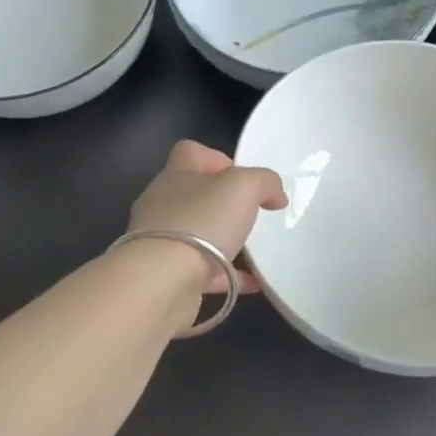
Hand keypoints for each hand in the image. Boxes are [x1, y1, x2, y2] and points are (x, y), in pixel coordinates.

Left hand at [127, 140, 288, 296]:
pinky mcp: (165, 276)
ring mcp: (161, 242)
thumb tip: (275, 195)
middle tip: (252, 216)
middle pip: (194, 194)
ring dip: (225, 241)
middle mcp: (162, 205)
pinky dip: (227, 275)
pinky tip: (253, 283)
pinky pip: (202, 271)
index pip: (190, 152)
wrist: (161, 283)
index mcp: (176, 176)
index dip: (218, 159)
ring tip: (255, 251)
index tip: (243, 179)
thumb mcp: (244, 187)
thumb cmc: (201, 222)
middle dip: (224, 204)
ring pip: (197, 234)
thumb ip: (265, 182)